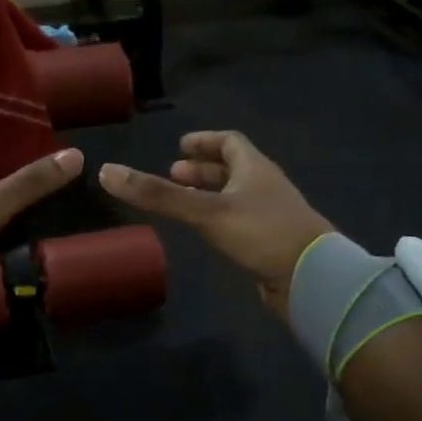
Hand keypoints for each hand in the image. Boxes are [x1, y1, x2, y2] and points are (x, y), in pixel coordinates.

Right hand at [100, 131, 332, 317]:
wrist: (314, 279)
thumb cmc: (262, 232)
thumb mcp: (206, 210)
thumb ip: (158, 195)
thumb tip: (107, 172)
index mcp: (255, 168)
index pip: (230, 142)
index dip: (204, 141)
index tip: (180, 146)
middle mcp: (265, 187)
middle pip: (233, 169)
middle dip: (202, 170)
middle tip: (173, 174)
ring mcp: (271, 216)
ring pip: (236, 197)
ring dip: (210, 195)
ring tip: (183, 203)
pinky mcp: (272, 244)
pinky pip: (241, 222)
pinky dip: (219, 219)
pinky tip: (206, 232)